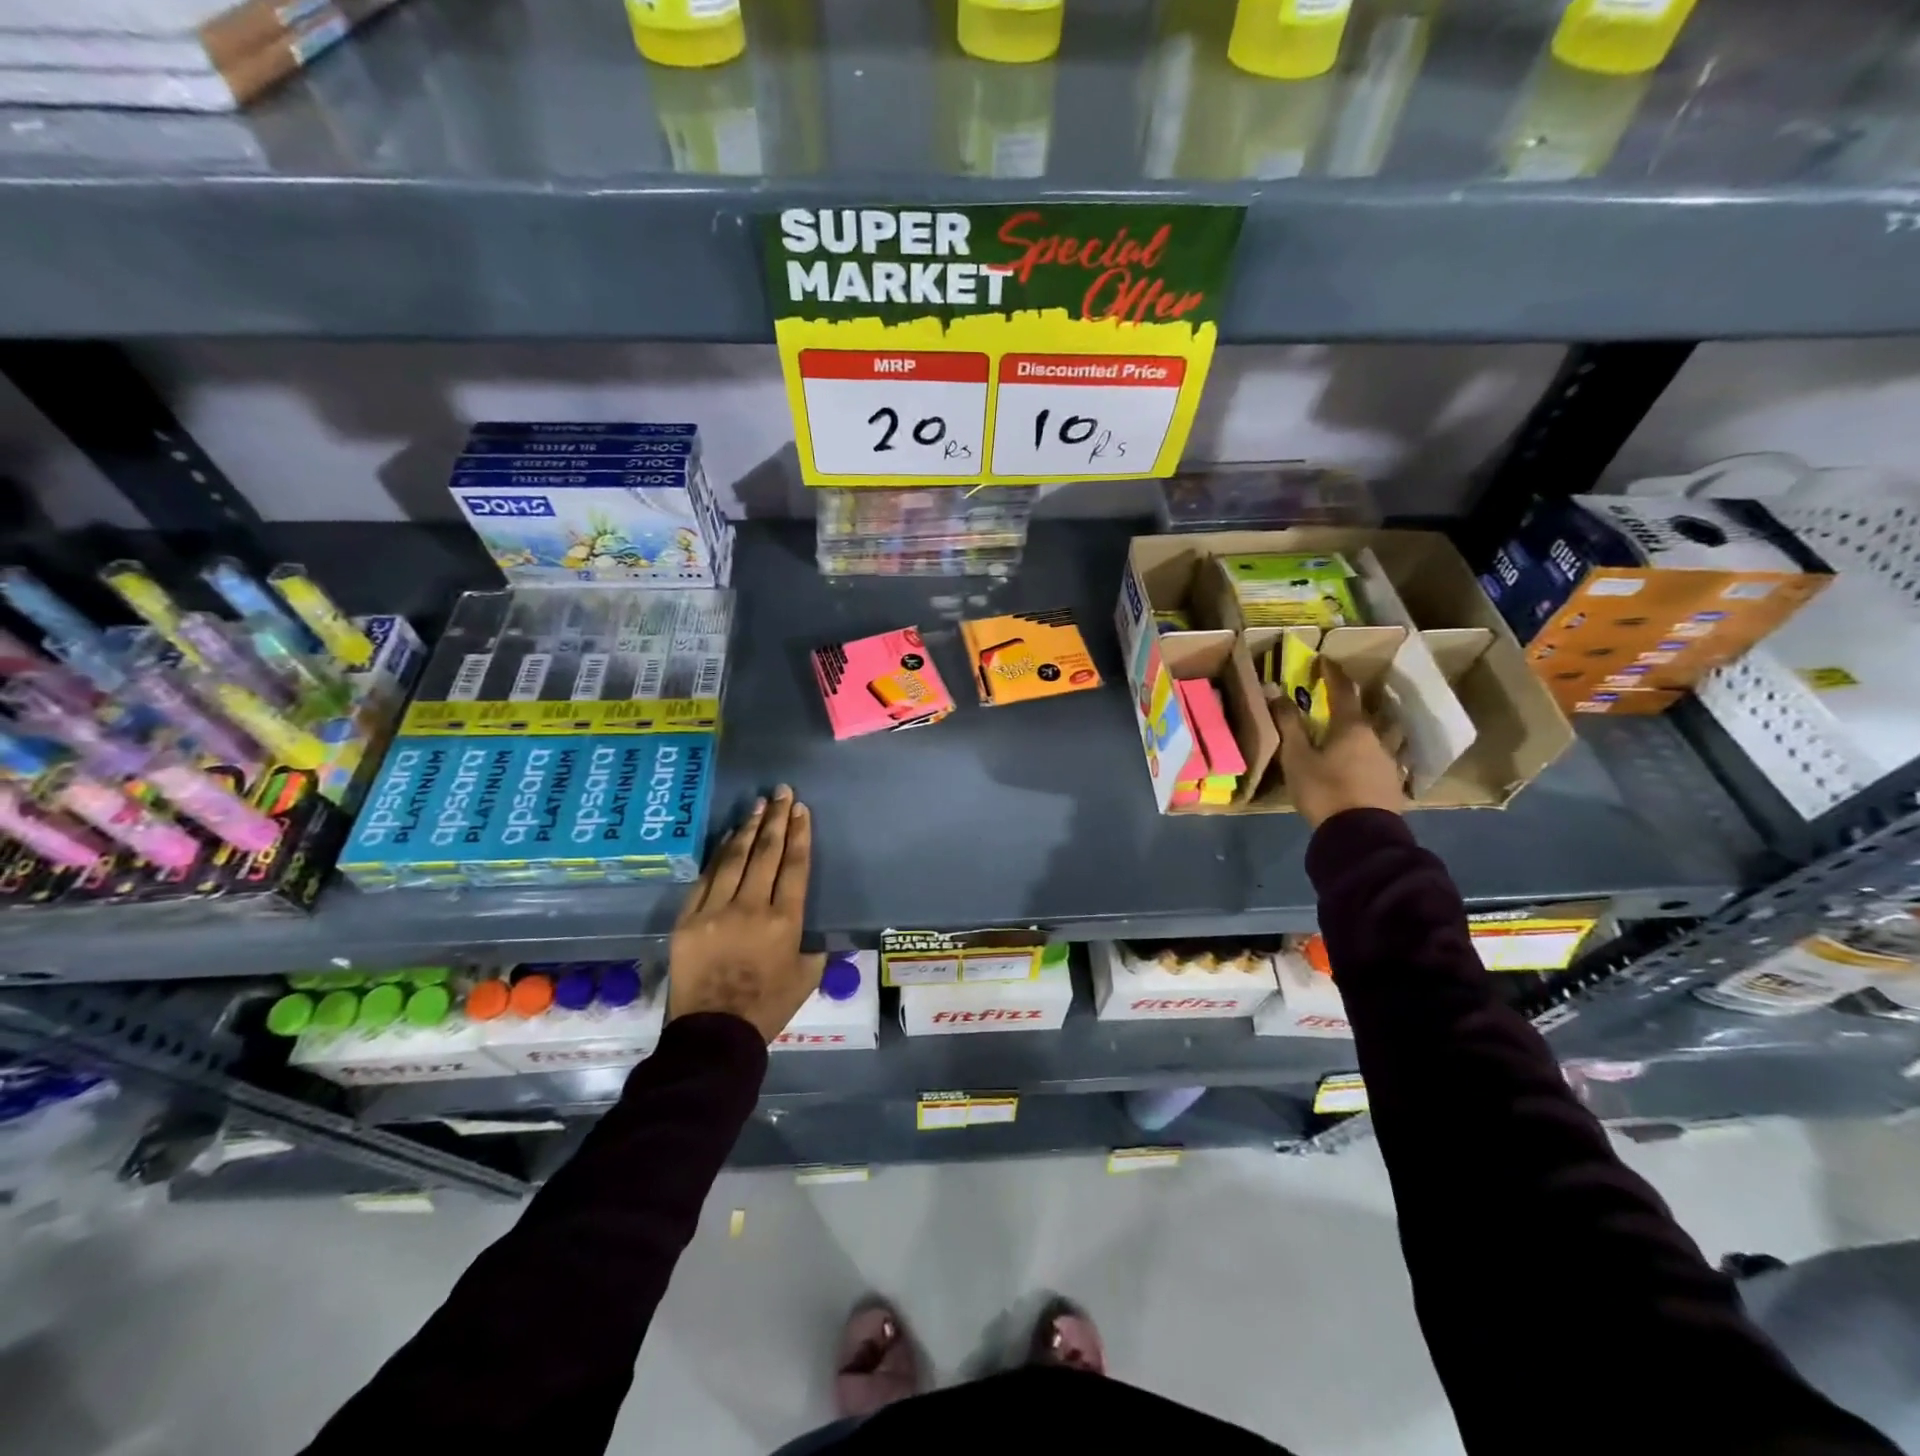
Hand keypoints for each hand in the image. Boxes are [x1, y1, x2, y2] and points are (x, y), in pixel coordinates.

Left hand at [668, 785, 818, 1042]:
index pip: (794, 865)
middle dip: (776, 819)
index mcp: (785, 921)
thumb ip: (814, 946)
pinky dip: (719, 854)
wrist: (714, 1033)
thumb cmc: (767, 1007)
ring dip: (748, 828)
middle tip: (782, 793)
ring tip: (759, 805)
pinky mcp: (689, 919)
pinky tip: (728, 837)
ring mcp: (716, 910)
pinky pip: (706, 878)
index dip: (799, 834)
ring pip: (735, 858)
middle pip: (766, 853)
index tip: (801, 810)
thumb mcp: (807, 976)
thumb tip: (814, 930)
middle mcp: (751, 907)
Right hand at [1272, 659, 1406, 829]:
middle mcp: (1377, 737)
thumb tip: (1277, 691)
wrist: (1360, 834)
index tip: (1324, 660)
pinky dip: (1381, 754)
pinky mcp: (1394, 783)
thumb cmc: (1324, 790)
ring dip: (1378, 727)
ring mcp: (1390, 761)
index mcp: (1352, 727)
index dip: (1333, 674)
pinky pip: (1390, 759)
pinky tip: (1375, 762)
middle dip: (1357, 703)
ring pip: (1387, 735)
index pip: (1343, 691)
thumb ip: (1289, 724)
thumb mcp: (1297, 758)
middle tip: (1344, 700)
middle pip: (1370, 712)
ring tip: (1367, 730)